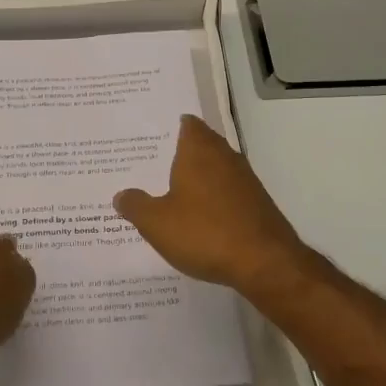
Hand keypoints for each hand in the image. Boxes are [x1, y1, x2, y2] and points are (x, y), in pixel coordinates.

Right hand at [114, 115, 314, 298]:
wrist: (265, 262)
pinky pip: (229, 191)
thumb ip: (136, 206)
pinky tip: (200, 218)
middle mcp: (224, 156)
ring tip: (173, 192)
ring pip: (216, 168)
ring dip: (199, 177)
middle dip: (181, 153)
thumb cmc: (204, 232)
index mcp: (198, 150)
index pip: (187, 124)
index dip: (171, 126)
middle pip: (202, 144)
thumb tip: (121, 195)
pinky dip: (214, 198)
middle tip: (154, 165)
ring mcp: (245, 179)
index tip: (152, 136)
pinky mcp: (257, 203)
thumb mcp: (157, 223)